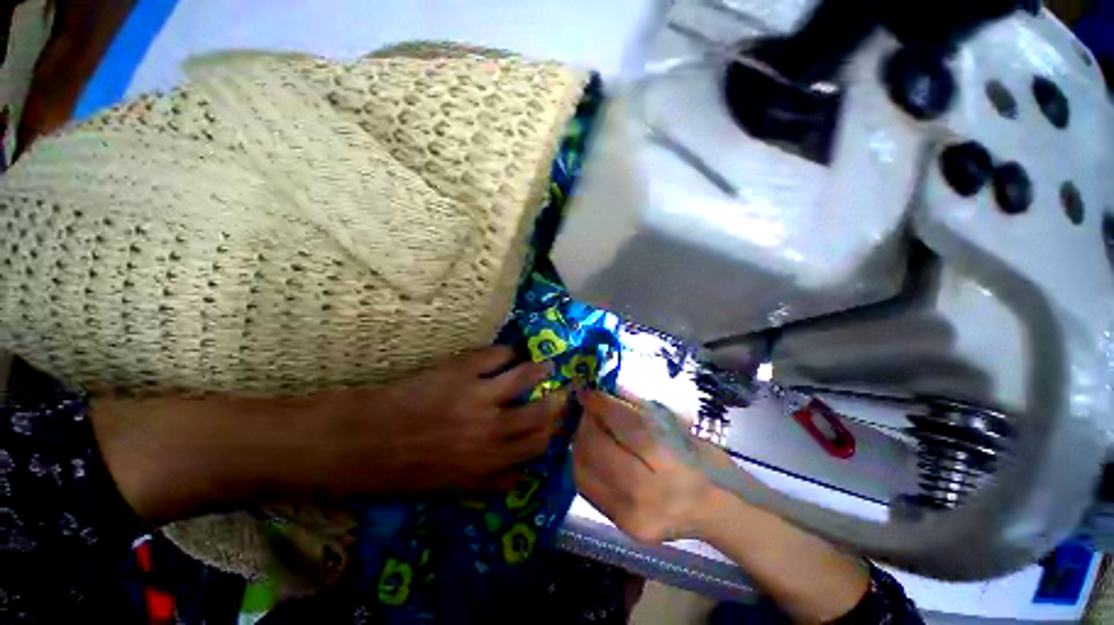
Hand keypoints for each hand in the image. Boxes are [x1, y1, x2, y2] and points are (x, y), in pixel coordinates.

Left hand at [319, 346, 568, 494]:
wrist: (363, 441)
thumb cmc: (405, 468)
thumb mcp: (451, 487)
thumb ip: (489, 484)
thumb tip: (520, 479)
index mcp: (488, 462)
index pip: (537, 446)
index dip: (555, 431)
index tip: (562, 420)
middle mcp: (490, 430)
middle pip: (538, 412)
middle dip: (557, 399)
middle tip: (564, 389)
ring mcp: (477, 397)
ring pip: (524, 379)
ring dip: (540, 369)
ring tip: (548, 363)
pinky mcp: (461, 372)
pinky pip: (497, 356)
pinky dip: (508, 352)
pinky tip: (510, 352)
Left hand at [572, 391, 870, 622]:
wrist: (720, 514)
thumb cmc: (704, 461)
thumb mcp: (677, 428)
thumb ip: (639, 415)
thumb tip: (605, 398)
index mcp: (672, 463)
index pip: (626, 428)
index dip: (601, 406)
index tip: (587, 392)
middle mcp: (648, 495)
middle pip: (599, 449)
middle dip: (587, 422)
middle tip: (588, 408)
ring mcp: (631, 517)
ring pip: (585, 471)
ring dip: (580, 442)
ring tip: (587, 427)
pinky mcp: (621, 528)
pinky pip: (588, 489)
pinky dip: (583, 463)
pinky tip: (590, 449)